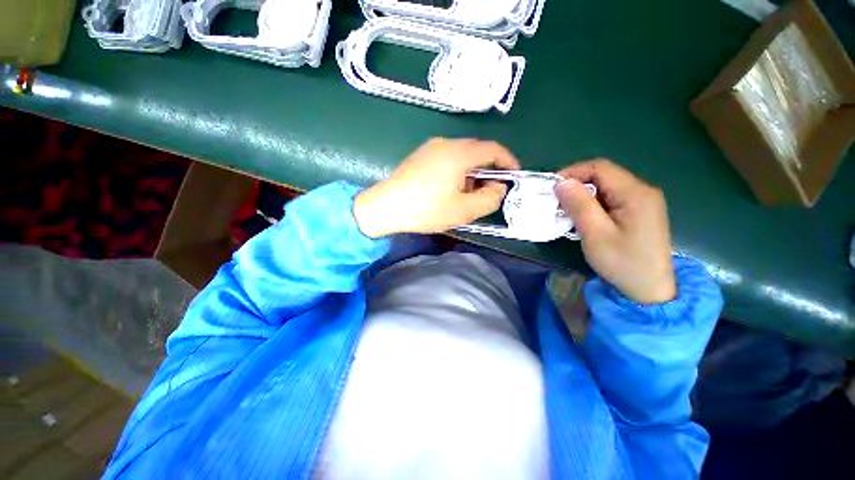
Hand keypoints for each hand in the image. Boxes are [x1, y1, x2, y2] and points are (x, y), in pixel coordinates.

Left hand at [354, 138, 519, 236]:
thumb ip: (489, 199)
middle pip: (477, 151)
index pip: (493, 149)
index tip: (514, 176)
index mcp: (459, 153)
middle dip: (488, 171)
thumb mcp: (464, 210)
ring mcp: (430, 147)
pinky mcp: (420, 155)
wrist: (385, 207)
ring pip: (462, 155)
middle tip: (489, 193)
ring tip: (467, 195)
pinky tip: (449, 190)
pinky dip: (457, 171)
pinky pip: (447, 158)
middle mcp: (446, 143)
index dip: (508, 161)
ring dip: (472, 173)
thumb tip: (498, 187)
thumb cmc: (426, 209)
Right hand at [555, 160, 675, 303]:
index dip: (573, 172)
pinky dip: (593, 204)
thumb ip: (579, 205)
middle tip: (556, 201)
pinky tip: (584, 217)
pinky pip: (611, 198)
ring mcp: (643, 201)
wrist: (650, 290)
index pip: (600, 168)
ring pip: (606, 187)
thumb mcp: (596, 234)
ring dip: (583, 195)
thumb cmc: (623, 263)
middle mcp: (642, 191)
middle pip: (604, 175)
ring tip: (566, 210)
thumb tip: (561, 183)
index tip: (552, 188)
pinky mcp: (639, 212)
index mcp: (635, 193)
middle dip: (576, 184)